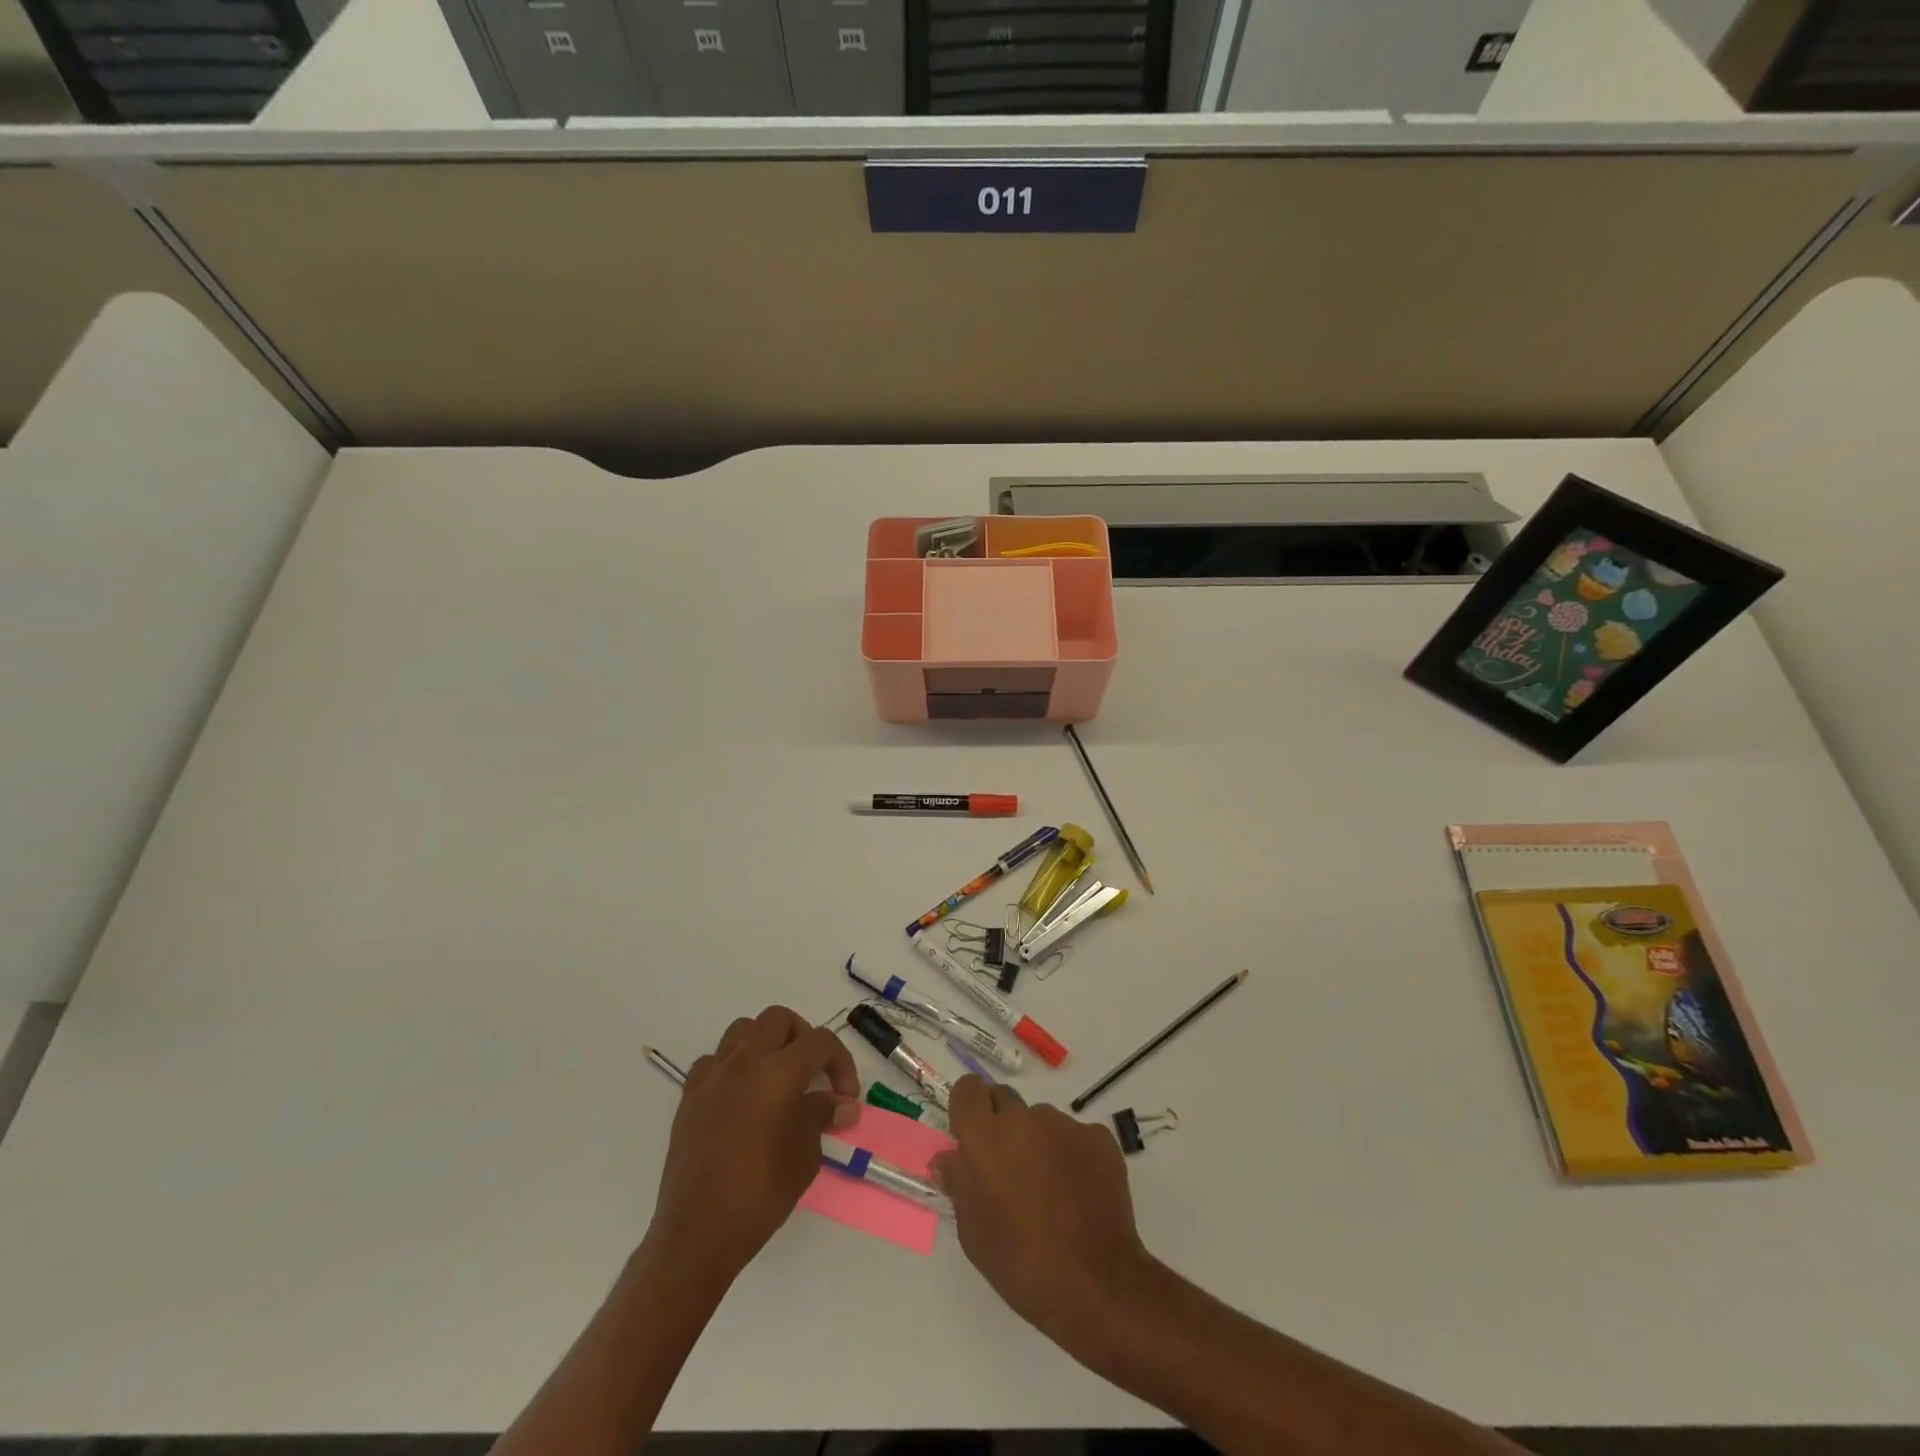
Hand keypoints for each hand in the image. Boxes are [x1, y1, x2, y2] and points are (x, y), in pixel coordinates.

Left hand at [647, 1006, 860, 1283]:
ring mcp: (713, 1076)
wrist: (698, 1233)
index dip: (841, 1062)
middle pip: (779, 1019)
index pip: (820, 1041)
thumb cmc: (761, 1193)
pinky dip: (733, 1067)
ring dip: (766, 1043)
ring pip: (743, 1030)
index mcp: (778, 1071)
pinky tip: (741, 1097)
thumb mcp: (805, 1155)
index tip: (846, 1096)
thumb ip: (821, 1116)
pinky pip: (714, 1061)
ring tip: (777, 1077)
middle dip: (803, 1038)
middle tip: (812, 1073)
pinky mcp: (689, 1096)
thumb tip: (842, 1103)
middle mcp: (744, 1061)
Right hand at [931, 1076, 1154, 1346]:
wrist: (1096, 1284)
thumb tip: (948, 1158)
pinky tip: (1079, 1192)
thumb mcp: (973, 1233)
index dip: (968, 1107)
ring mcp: (1064, 1125)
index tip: (971, 1133)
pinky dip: (1072, 1155)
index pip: (968, 1090)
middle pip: (1004, 1099)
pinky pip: (1075, 1135)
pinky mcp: (1098, 1137)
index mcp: (984, 1137)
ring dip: (1037, 1142)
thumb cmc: (1021, 1264)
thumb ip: (959, 1184)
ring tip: (1050, 1189)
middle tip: (1008, 1167)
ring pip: (1041, 1120)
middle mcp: (1023, 1119)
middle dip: (1001, 1124)